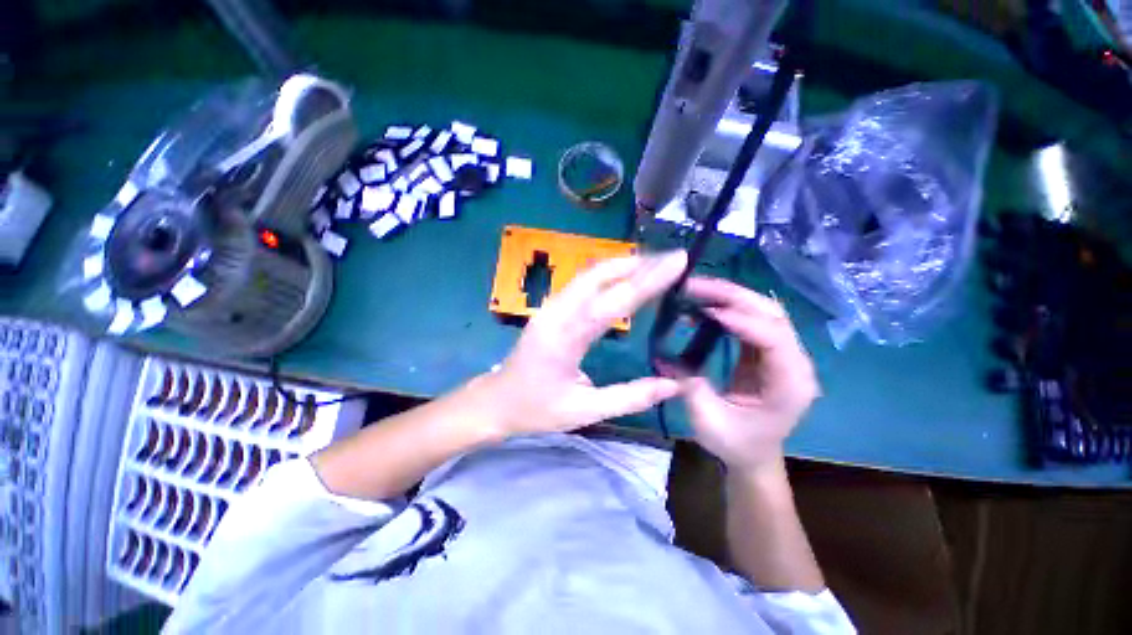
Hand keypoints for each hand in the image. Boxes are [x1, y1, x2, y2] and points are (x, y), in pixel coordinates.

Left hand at [482, 251, 688, 436]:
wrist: (497, 401)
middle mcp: (556, 313)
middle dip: (638, 264)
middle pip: (598, 276)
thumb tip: (674, 385)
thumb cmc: (537, 409)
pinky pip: (582, 283)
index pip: (612, 301)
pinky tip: (626, 276)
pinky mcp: (550, 308)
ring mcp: (550, 307)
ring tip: (656, 264)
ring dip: (623, 266)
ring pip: (589, 275)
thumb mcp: (585, 411)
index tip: (677, 262)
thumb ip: (630, 397)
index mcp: (565, 338)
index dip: (647, 280)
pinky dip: (609, 275)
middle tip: (672, 260)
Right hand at [678, 277, 818, 472]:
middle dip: (732, 296)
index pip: (773, 338)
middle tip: (694, 287)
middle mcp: (795, 362)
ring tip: (696, 290)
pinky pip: (751, 320)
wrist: (754, 455)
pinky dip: (728, 308)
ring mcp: (783, 354)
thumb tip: (661, 356)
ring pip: (763, 311)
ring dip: (730, 296)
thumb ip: (689, 386)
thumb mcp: (707, 421)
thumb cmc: (735, 444)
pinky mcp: (767, 351)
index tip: (706, 311)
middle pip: (771, 314)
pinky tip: (705, 307)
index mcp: (790, 384)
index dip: (741, 320)